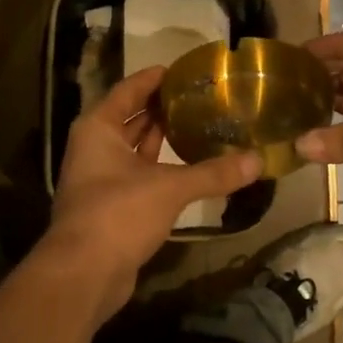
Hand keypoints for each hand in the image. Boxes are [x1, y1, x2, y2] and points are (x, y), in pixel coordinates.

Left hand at [45, 66, 259, 312]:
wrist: (84, 273)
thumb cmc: (118, 213)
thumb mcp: (170, 188)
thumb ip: (213, 173)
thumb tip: (259, 160)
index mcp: (99, 128)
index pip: (128, 90)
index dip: (154, 78)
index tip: (183, 70)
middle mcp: (95, 148)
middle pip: (130, 118)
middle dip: (162, 109)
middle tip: (200, 98)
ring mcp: (100, 179)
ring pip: (134, 150)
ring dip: (161, 140)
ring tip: (199, 126)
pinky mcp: (110, 206)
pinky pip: (139, 176)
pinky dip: (161, 169)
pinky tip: (189, 168)